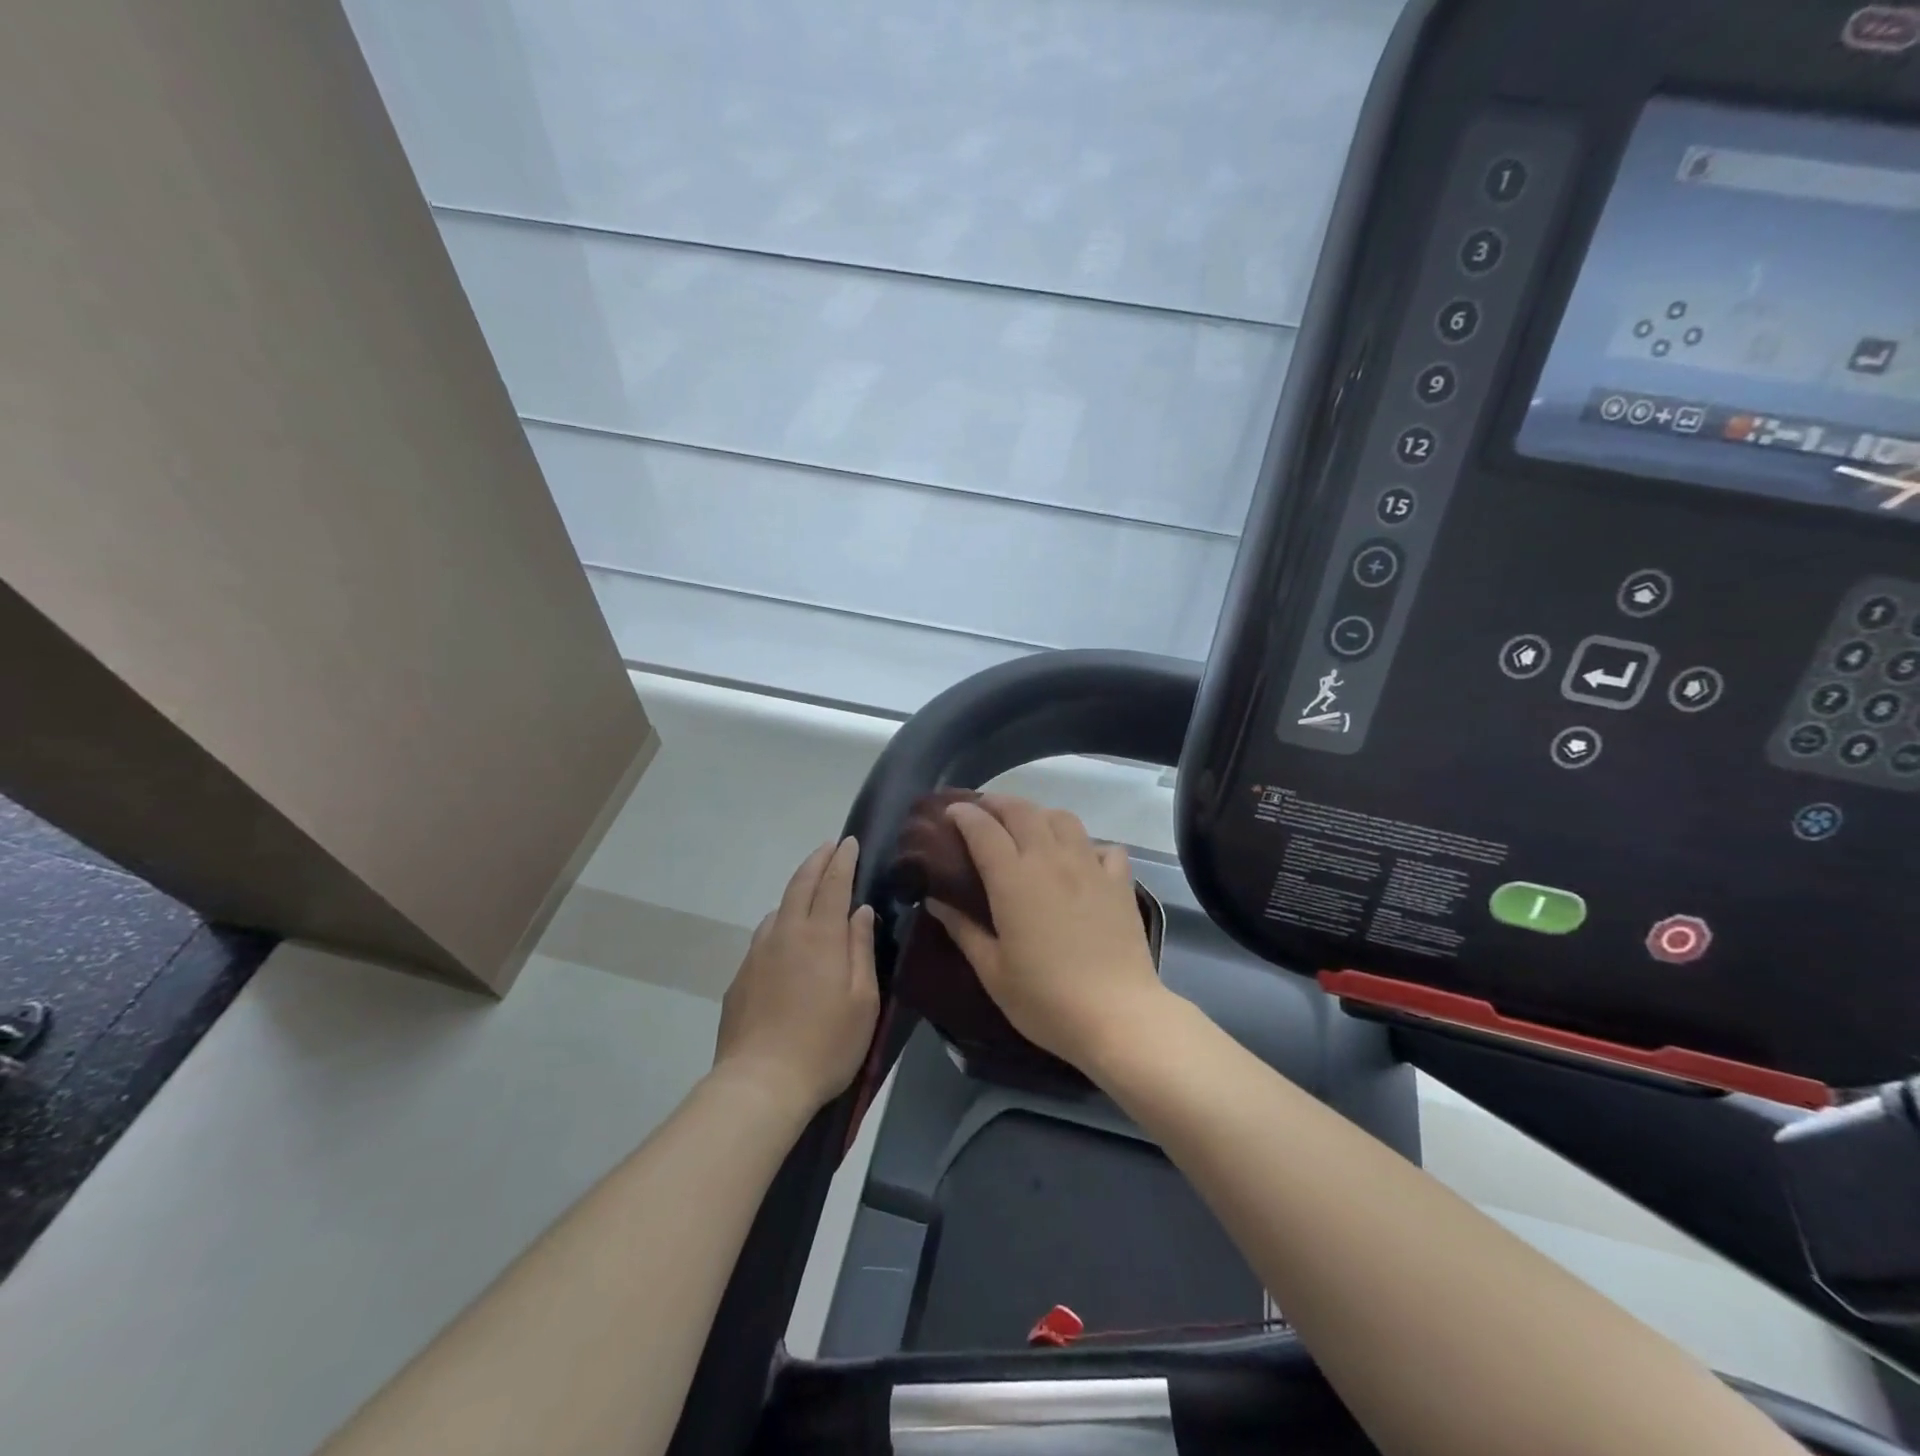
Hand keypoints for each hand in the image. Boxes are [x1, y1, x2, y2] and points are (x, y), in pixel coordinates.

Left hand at [713, 837, 880, 1113]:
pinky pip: (764, 936)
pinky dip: (780, 922)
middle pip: (801, 884)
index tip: (850, 842)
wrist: (760, 1083)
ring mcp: (758, 954)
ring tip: (810, 890)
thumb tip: (861, 911)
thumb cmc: (826, 1044)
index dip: (843, 860)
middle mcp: (786, 934)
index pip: (833, 884)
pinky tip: (785, 938)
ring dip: (796, 890)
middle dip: (817, 861)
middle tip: (829, 847)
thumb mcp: (863, 1000)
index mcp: (821, 936)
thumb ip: (861, 949)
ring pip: (779, 908)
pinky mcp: (741, 977)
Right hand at [924, 795, 1164, 1072]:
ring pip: (1063, 818)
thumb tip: (936, 901)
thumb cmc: (1045, 999)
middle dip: (997, 803)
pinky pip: (1103, 846)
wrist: (1117, 1015)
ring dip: (1039, 814)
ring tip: (1028, 828)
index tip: (950, 812)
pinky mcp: (1119, 882)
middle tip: (982, 811)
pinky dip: (1087, 844)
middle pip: (1022, 811)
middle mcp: (1050, 859)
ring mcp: (1090, 866)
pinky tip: (1080, 860)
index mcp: (1013, 879)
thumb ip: (963, 930)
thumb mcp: (993, 971)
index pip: (983, 829)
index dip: (964, 814)